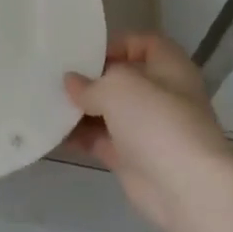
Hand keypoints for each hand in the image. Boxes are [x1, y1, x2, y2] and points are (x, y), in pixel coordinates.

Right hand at [63, 33, 232, 231]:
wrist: (185, 188)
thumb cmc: (157, 120)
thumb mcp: (118, 86)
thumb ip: (90, 83)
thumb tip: (72, 83)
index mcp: (169, 67)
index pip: (144, 43)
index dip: (116, 44)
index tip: (85, 54)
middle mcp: (161, 95)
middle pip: (122, 78)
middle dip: (91, 78)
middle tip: (56, 77)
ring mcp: (147, 129)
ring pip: (109, 111)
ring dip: (81, 108)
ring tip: (47, 102)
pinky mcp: (132, 158)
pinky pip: (100, 140)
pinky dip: (79, 136)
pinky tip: (52, 131)